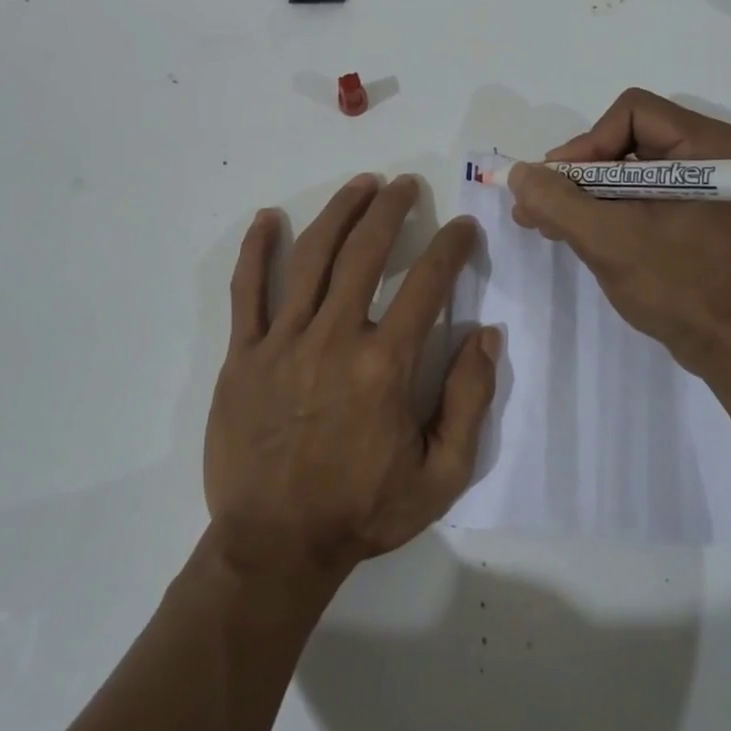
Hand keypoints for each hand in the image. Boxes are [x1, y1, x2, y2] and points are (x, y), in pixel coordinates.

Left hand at [205, 173, 499, 581]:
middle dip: (391, 210)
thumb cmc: (363, 511)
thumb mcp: (442, 474)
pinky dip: (257, 250)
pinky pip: (247, 291)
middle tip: (406, 185)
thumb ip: (470, 400)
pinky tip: (268, 218)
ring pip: (311, 256)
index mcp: (386, 365)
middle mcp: (335, 337)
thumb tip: (487, 334)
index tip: (463, 228)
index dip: (451, 248)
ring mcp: (283, 341)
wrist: (276, 546)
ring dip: (339, 212)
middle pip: (365, 252)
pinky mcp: (243, 354)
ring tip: (360, 185)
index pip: (427, 284)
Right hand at [509, 89, 730, 395]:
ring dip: (584, 195)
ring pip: (628, 170)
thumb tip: (519, 173)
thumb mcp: (608, 240)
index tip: (558, 186)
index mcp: (710, 146)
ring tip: (543, 221)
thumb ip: (557, 201)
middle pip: (626, 139)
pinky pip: (641, 195)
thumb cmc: (680, 288)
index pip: (631, 113)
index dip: (587, 144)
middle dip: (578, 174)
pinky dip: (606, 210)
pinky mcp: (697, 214)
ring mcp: (706, 186)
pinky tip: (570, 230)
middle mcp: (713, 154)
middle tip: (539, 205)